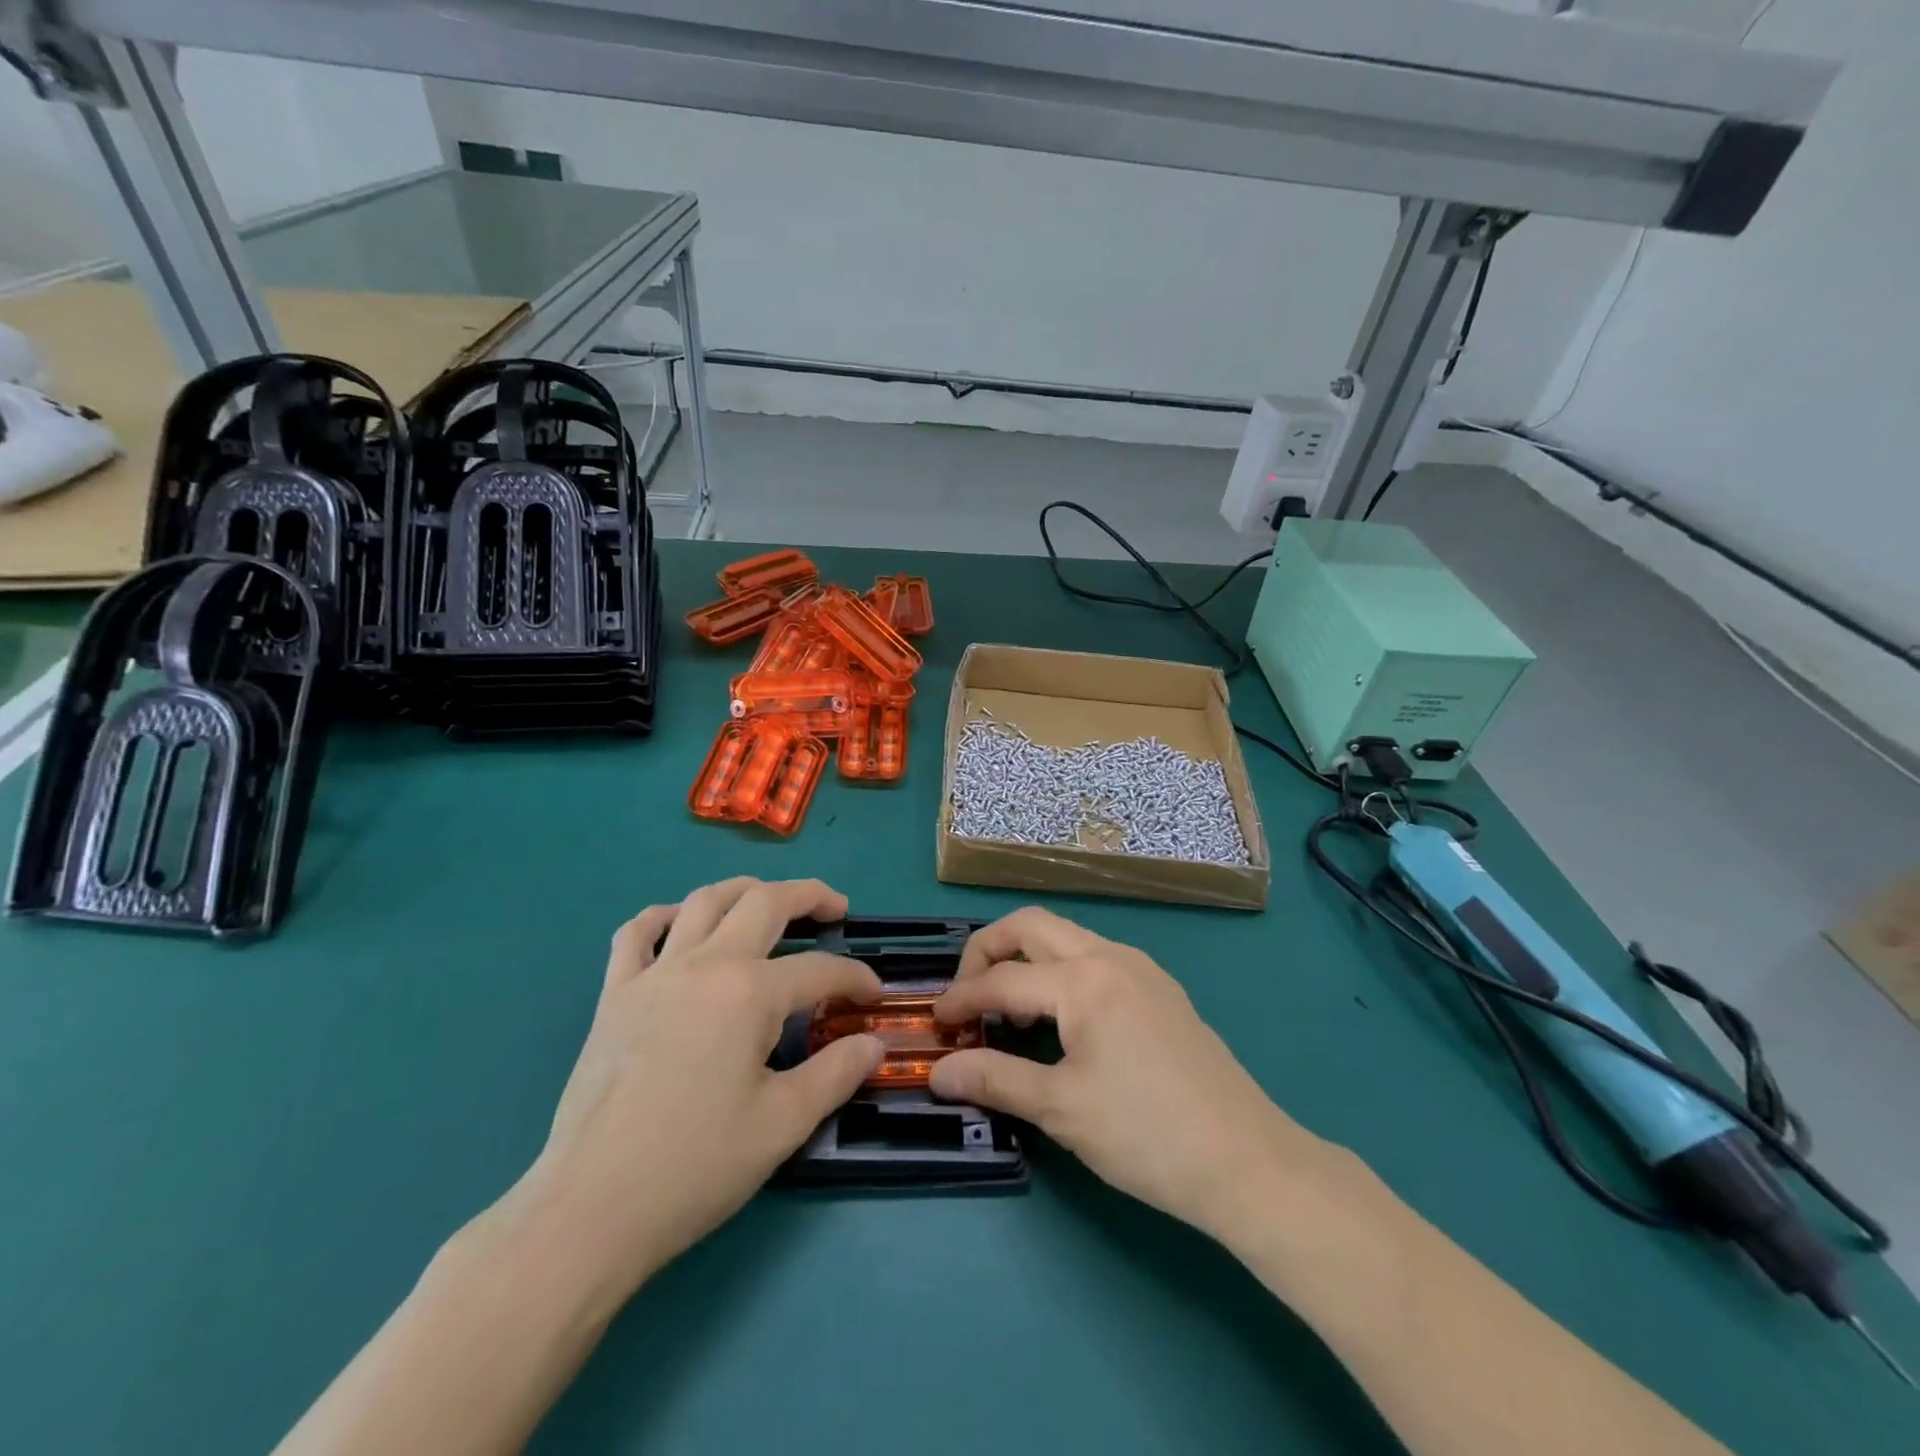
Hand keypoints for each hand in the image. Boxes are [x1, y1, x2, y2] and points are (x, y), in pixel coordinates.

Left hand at [508, 878, 883, 1297]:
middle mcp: (705, 965)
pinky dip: (664, 916)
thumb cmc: (694, 1166)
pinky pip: (637, 933)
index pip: (820, 970)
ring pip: (704, 901)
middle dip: (809, 896)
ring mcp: (654, 974)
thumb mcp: (782, 1125)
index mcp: (750, 993)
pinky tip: (681, 925)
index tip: (873, 995)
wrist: (590, 1209)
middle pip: (766, 902)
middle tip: (835, 908)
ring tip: (768, 899)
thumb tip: (873, 1043)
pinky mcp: (615, 995)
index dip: (855, 978)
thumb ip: (836, 1074)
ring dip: (744, 890)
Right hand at [930, 907, 1324, 1238]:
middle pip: (1031, 926)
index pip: (1002, 979)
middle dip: (988, 950)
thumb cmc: (1146, 1134)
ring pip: (1065, 938)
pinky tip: (1059, 1020)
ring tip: (1010, 1013)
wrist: (1247, 1162)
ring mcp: (1141, 968)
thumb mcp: (1061, 1109)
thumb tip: (938, 1072)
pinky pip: (1094, 958)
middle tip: (968, 997)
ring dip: (1026, 960)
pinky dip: (1060, 973)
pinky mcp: (1159, 989)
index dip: (961, 1000)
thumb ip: (994, 1079)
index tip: (935, 1025)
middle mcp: (1111, 956)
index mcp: (1084, 979)